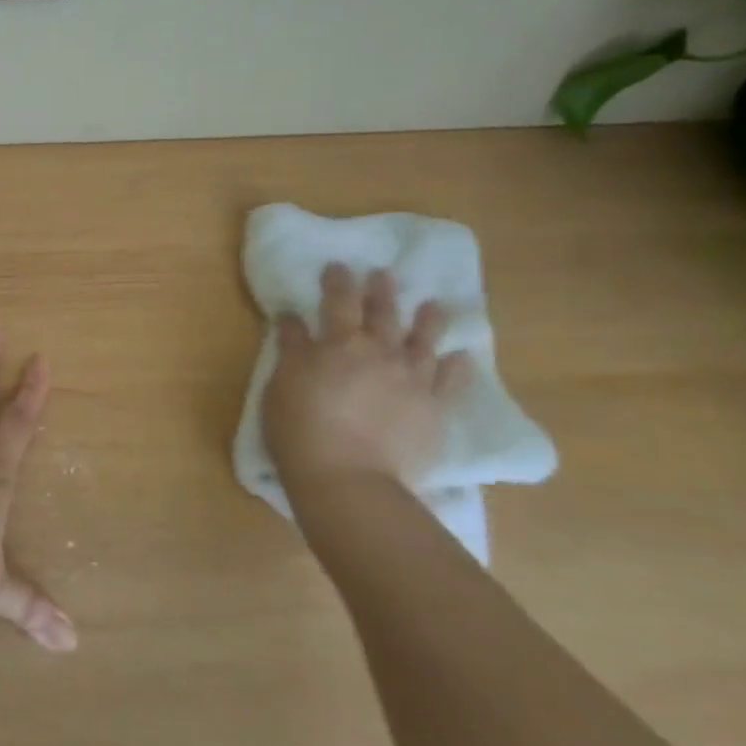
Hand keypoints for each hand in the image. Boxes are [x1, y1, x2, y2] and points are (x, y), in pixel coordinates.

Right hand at [262, 264, 472, 502]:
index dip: (339, 281)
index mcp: (338, 344)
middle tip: (385, 274)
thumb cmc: (301, 429)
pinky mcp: (433, 410)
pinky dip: (457, 367)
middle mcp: (379, 352)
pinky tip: (462, 357)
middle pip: (382, 314)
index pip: (338, 302)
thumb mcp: (282, 383)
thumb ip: (291, 347)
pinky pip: (450, 383)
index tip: (339, 266)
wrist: (349, 479)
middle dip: (382, 291)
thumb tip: (291, 317)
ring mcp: (411, 380)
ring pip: (423, 341)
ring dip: (429, 320)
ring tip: (435, 305)